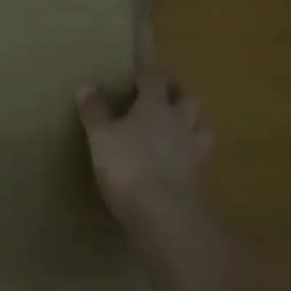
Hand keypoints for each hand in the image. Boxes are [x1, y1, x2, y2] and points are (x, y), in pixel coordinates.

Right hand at [76, 74, 213, 223]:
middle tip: (166, 96)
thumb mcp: (100, 137)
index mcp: (155, 106)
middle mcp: (180, 122)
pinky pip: (202, 157)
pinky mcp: (202, 179)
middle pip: (189, 98)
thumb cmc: (127, 167)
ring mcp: (195, 151)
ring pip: (204, 126)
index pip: (155, 80)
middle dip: (179, 93)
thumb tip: (86, 87)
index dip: (148, 75)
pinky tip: (183, 161)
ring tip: (183, 125)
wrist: (164, 215)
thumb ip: (94, 112)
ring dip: (195, 121)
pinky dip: (194, 154)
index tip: (138, 76)